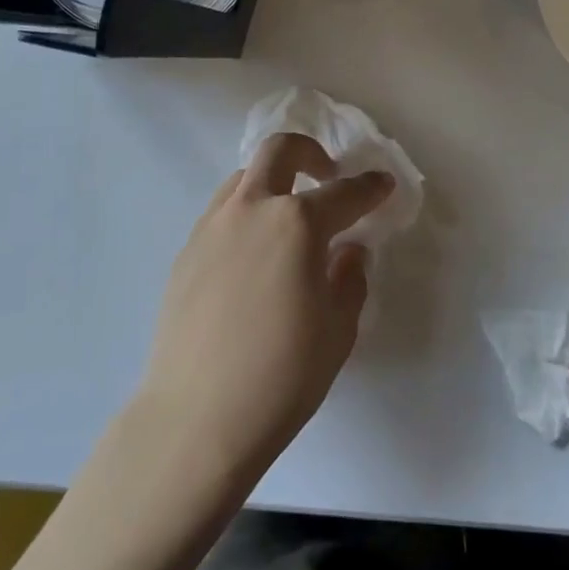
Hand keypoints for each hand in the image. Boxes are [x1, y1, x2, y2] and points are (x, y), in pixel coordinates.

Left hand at [136, 133, 393, 484]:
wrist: (196, 419)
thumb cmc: (282, 376)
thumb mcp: (338, 329)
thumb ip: (350, 279)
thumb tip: (348, 251)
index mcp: (297, 223)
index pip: (344, 193)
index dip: (370, 187)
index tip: (382, 184)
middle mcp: (252, 210)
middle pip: (280, 151)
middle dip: (310, 152)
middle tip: (326, 175)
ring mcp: (212, 227)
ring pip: (244, 178)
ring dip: (273, 182)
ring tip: (287, 218)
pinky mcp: (186, 252)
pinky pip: (221, 213)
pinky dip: (246, 215)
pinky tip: (253, 256)